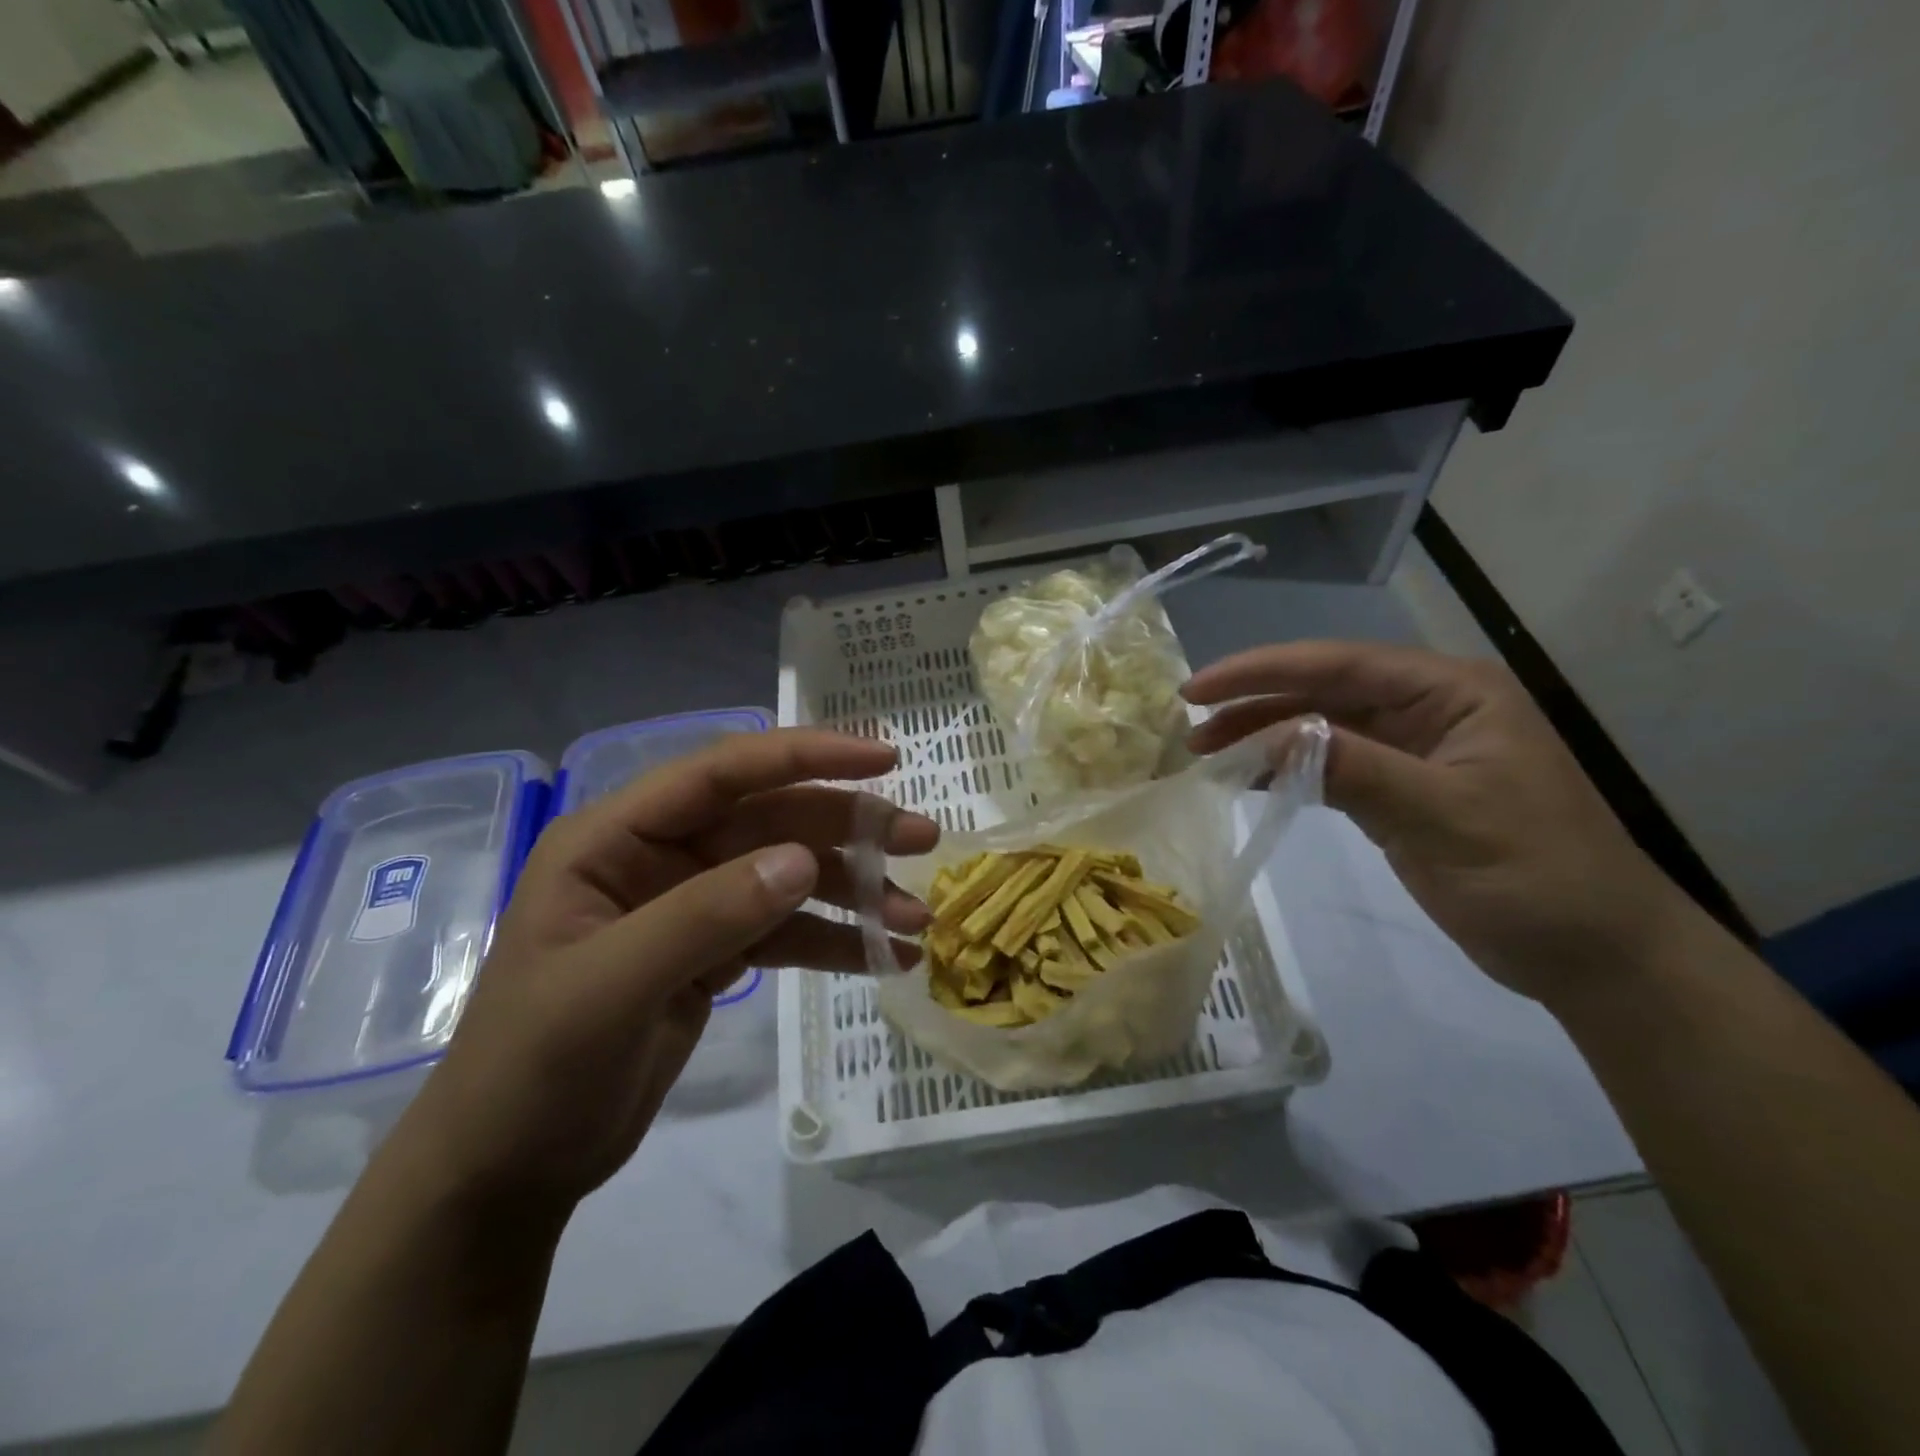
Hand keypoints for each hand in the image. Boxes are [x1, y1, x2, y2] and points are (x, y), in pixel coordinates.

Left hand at [396, 730, 937, 1214]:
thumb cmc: (532, 1069)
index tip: (882, 757)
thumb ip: (704, 917)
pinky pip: (786, 931)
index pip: (722, 772)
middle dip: (848, 829)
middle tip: (924, 838)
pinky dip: (835, 941)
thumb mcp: (609, 989)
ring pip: (788, 876)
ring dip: (853, 893)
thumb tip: (802, 860)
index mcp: (617, 837)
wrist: (508, 1171)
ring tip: (915, 918)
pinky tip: (886, 957)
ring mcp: (692, 905)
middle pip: (770, 820)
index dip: (804, 755)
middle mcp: (660, 856)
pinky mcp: (715, 952)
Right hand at [1183, 642, 1689, 1004]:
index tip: (1198, 688)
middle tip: (1190, 726)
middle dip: (1254, 703)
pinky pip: (1329, 764)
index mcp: (1450, 692)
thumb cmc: (1536, 876)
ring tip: (1204, 750)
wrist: (1594, 955)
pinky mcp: (1397, 789)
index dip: (1262, 671)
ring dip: (1263, 735)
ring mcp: (1411, 750)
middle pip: (1322, 691)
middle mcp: (1427, 708)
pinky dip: (1285, 768)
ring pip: (1319, 726)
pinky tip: (1246, 776)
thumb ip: (1356, 768)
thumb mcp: (1445, 817)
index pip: (1339, 665)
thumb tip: (1269, 736)